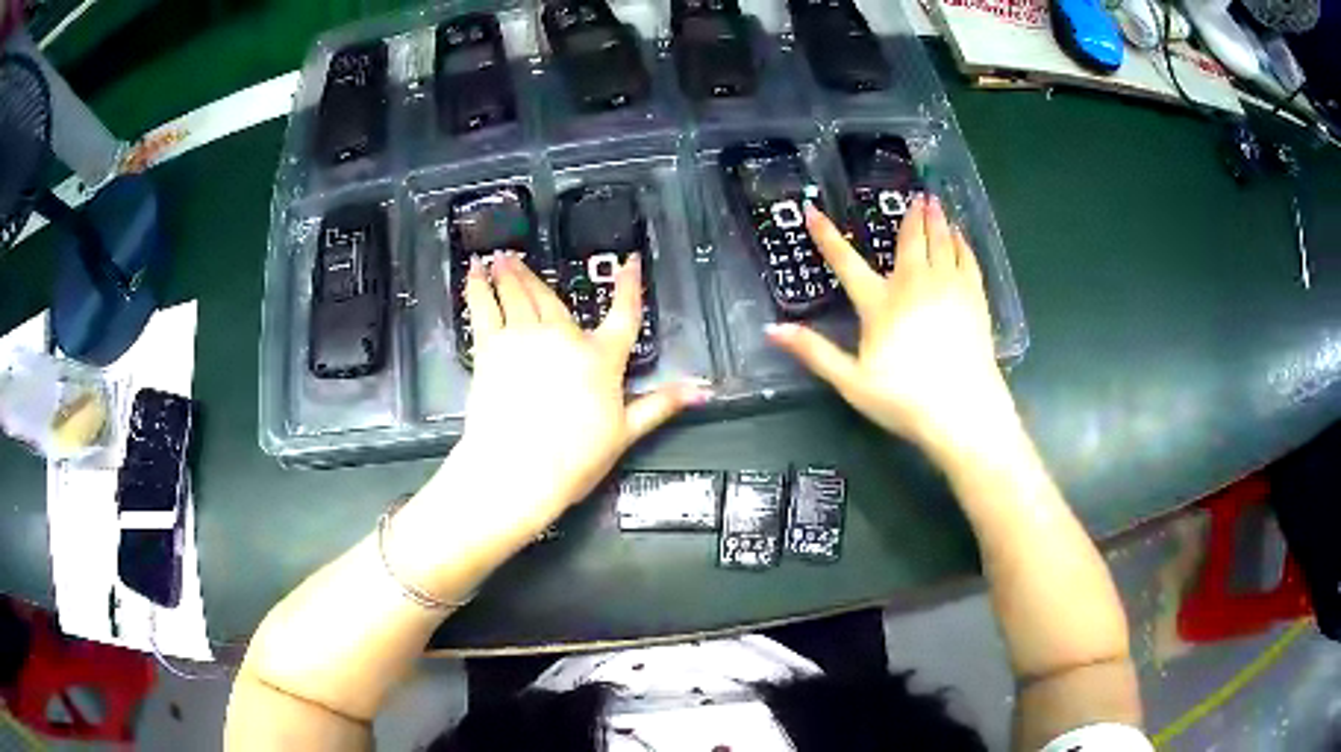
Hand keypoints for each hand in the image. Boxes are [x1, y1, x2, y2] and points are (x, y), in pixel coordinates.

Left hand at [442, 252, 710, 543]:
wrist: (519, 469)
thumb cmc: (575, 457)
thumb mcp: (626, 433)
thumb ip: (661, 404)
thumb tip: (701, 390)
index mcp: (601, 357)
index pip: (624, 313)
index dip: (630, 285)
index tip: (630, 261)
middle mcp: (563, 337)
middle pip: (553, 298)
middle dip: (536, 276)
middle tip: (520, 257)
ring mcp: (524, 337)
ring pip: (519, 296)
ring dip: (510, 275)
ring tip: (499, 258)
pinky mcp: (491, 347)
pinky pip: (484, 307)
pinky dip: (479, 288)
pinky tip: (474, 273)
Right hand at [767, 196, 1016, 460]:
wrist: (963, 411)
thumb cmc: (904, 399)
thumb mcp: (852, 382)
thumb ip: (815, 352)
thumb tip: (772, 329)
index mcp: (880, 304)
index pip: (846, 262)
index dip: (826, 236)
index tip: (812, 210)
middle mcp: (914, 286)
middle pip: (909, 242)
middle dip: (910, 217)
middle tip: (915, 194)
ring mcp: (948, 290)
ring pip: (941, 244)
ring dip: (937, 221)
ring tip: (935, 202)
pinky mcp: (975, 300)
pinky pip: (967, 261)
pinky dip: (962, 245)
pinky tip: (961, 237)